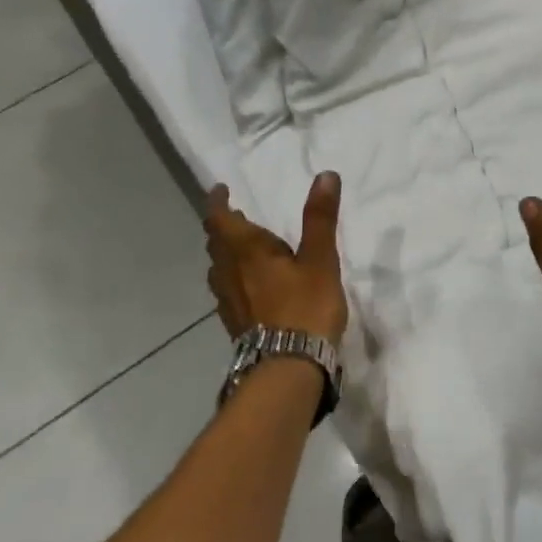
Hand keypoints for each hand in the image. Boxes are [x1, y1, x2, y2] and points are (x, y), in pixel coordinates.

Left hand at [205, 173, 347, 343]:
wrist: (288, 367)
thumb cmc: (305, 307)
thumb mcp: (320, 259)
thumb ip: (320, 218)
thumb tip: (325, 175)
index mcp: (247, 251)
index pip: (221, 219)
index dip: (218, 202)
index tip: (221, 190)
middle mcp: (229, 272)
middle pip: (217, 243)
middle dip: (225, 227)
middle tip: (238, 217)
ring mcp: (228, 301)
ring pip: (219, 269)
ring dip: (226, 253)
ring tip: (242, 249)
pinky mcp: (235, 323)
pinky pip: (226, 291)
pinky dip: (233, 279)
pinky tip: (249, 288)